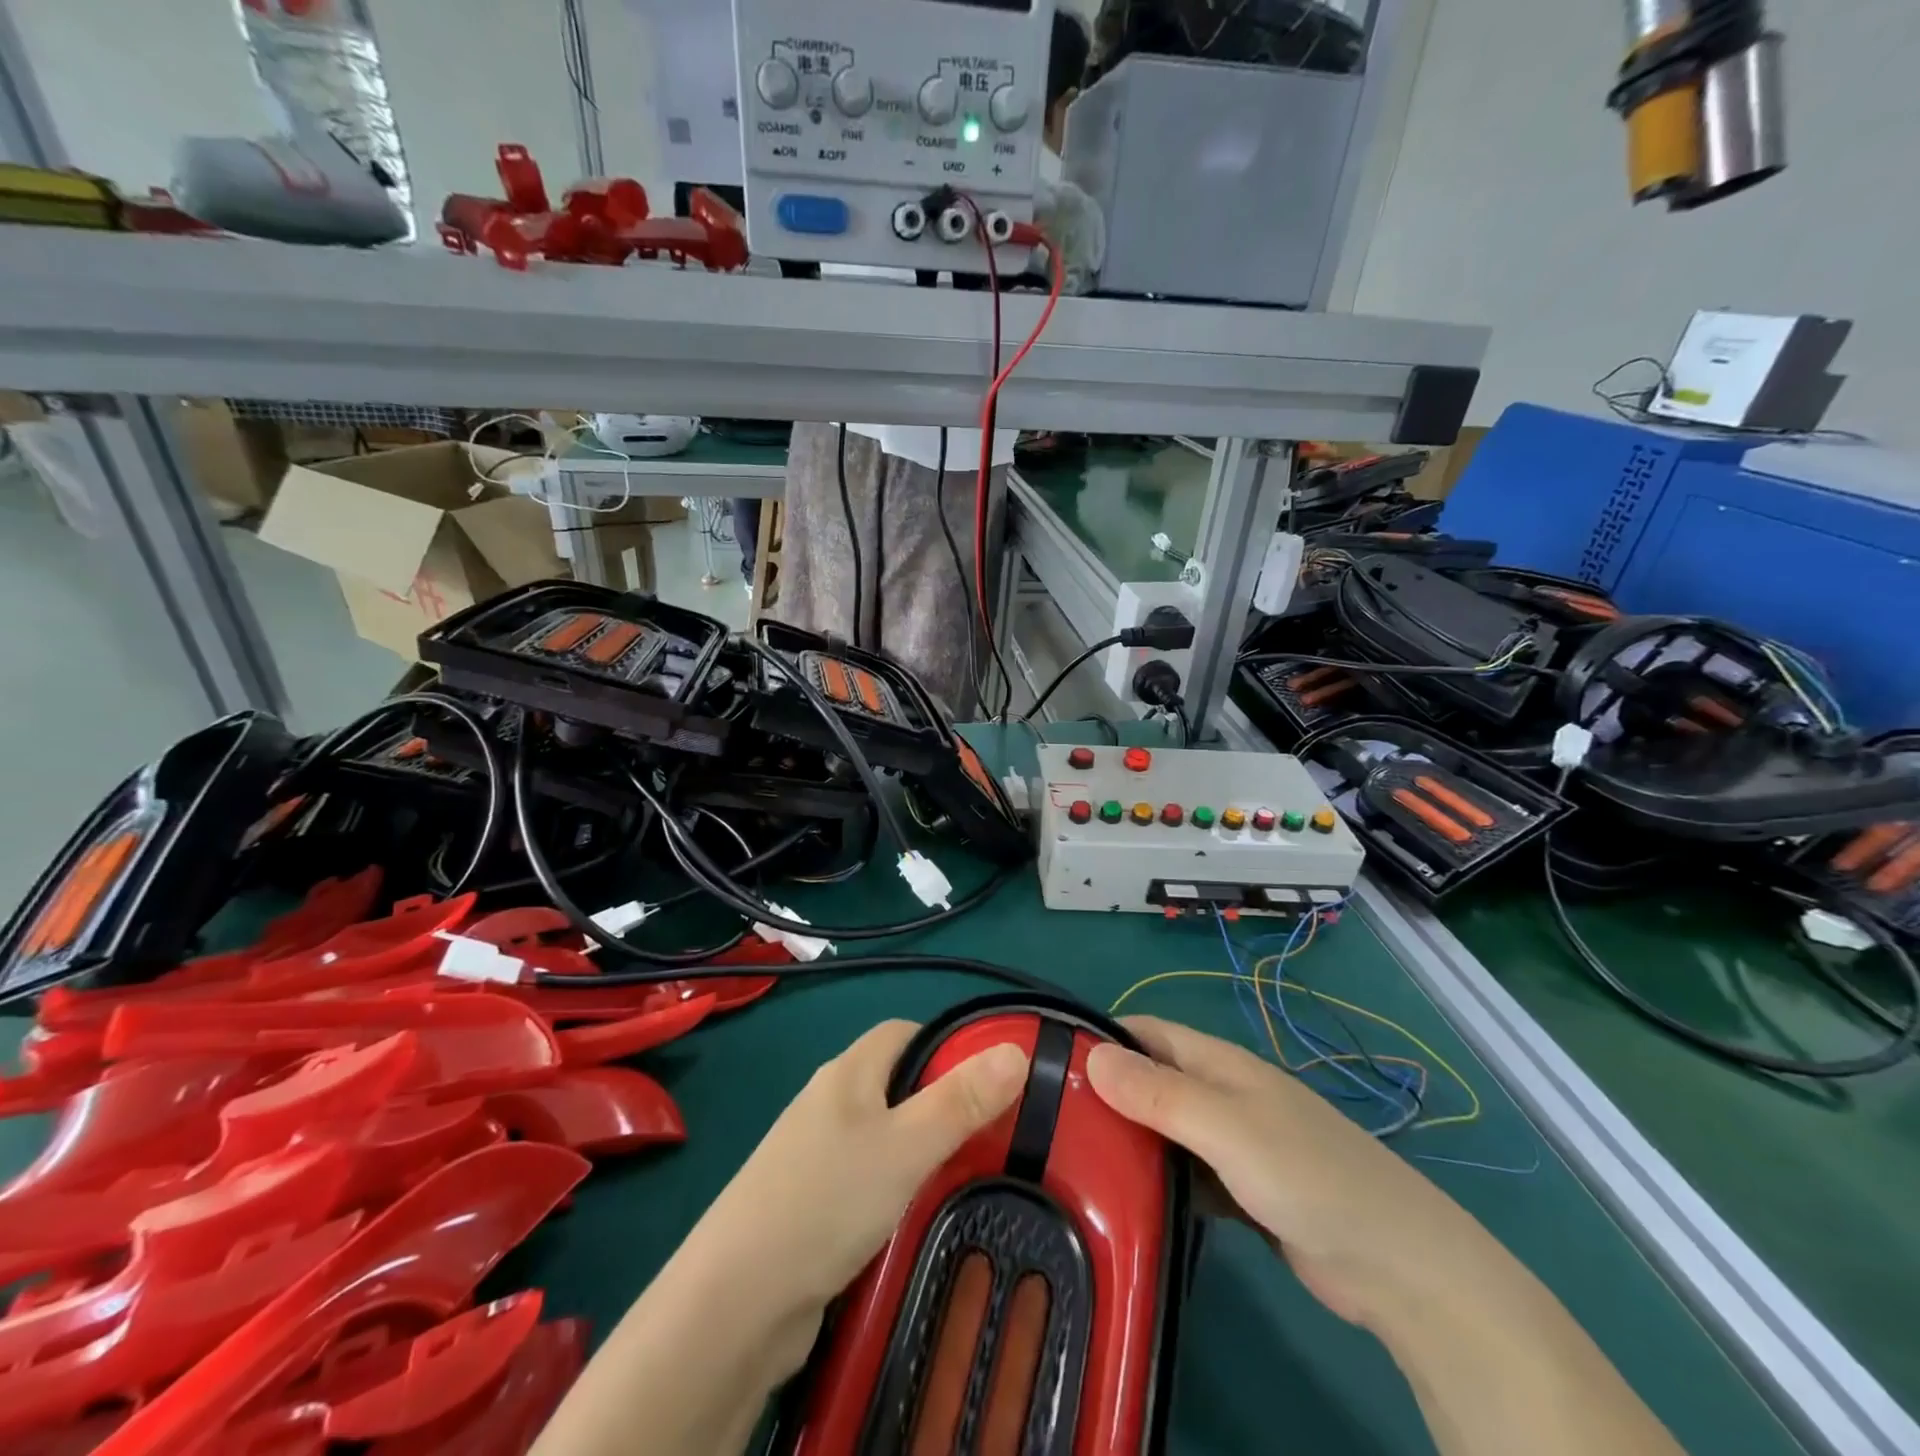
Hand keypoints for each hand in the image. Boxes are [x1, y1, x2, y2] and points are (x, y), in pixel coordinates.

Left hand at [677, 1020, 1029, 1368]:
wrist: (736, 1302)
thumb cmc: (827, 1200)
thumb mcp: (906, 1146)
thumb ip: (961, 1101)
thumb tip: (1015, 1049)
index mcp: (848, 1072)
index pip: (905, 1033)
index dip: (948, 1045)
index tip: (991, 1079)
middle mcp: (830, 1103)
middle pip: (898, 1085)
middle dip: (944, 1105)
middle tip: (994, 1137)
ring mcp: (816, 1155)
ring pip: (885, 1137)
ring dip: (924, 1153)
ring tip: (971, 1180)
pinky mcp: (811, 1205)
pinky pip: (868, 1181)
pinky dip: (899, 1192)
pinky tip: (921, 1220)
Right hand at [1085, 1015, 1487, 1329]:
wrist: (1399, 1266)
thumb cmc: (1309, 1176)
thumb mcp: (1227, 1128)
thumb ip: (1159, 1094)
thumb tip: (1089, 1055)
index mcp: (1220, 1064)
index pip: (1148, 1032)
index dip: (1102, 1037)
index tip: (1049, 1059)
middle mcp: (1223, 1094)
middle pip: (1152, 1079)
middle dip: (1107, 1090)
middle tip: (1050, 1118)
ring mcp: (1235, 1143)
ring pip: (1166, 1127)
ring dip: (1129, 1136)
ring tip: (1071, 1157)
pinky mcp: (1243, 1190)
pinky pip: (1185, 1171)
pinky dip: (1157, 1177)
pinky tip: (1125, 1198)